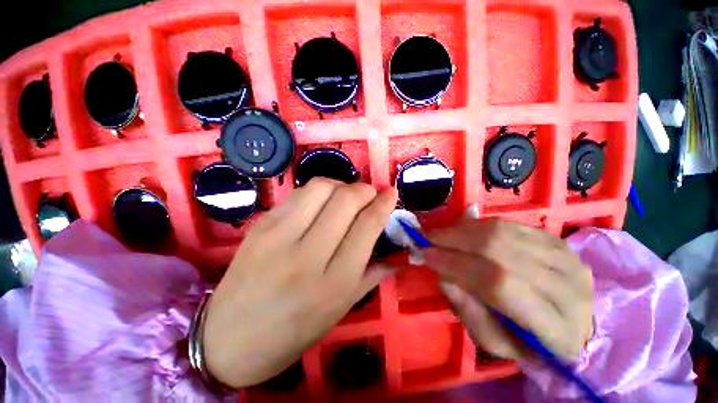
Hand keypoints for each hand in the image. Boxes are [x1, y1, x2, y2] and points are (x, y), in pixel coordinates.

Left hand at [202, 178, 397, 387]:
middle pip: (345, 200)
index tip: (391, 192)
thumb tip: (399, 253)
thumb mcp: (340, 309)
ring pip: (321, 187)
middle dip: (364, 189)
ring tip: (344, 196)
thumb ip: (372, 275)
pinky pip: (298, 194)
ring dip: (341, 184)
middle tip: (368, 194)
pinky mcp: (261, 225)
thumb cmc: (293, 332)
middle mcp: (308, 255)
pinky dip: (318, 191)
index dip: (383, 204)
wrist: (229, 339)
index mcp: (334, 283)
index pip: (367, 226)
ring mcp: (278, 236)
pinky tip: (320, 202)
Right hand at [424, 218, 592, 361]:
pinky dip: (478, 225)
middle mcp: (568, 286)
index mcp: (557, 328)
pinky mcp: (556, 240)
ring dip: (463, 229)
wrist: (575, 324)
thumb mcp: (495, 343)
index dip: (456, 264)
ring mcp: (566, 257)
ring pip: (503, 231)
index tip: (426, 255)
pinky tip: (463, 232)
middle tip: (429, 239)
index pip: (499, 284)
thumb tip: (443, 275)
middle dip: (454, 240)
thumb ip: (468, 312)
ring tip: (442, 235)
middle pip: (500, 249)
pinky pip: (508, 224)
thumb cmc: (529, 342)